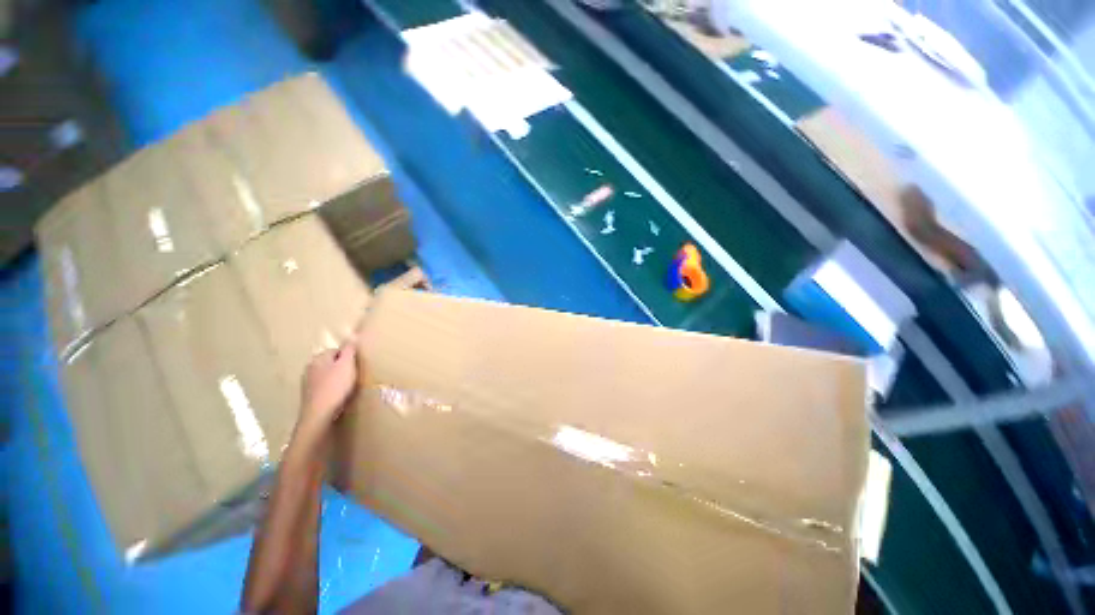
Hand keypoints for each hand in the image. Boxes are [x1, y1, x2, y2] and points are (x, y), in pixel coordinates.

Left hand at [298, 341, 358, 437]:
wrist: (319, 415)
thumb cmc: (335, 387)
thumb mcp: (347, 365)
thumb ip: (350, 349)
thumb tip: (353, 334)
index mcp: (318, 358)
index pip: (337, 350)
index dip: (349, 356)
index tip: (357, 365)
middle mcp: (310, 368)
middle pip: (332, 363)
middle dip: (342, 367)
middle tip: (354, 376)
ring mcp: (307, 383)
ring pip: (328, 376)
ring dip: (337, 379)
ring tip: (347, 388)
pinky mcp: (309, 396)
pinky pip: (324, 387)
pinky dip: (332, 390)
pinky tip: (339, 397)